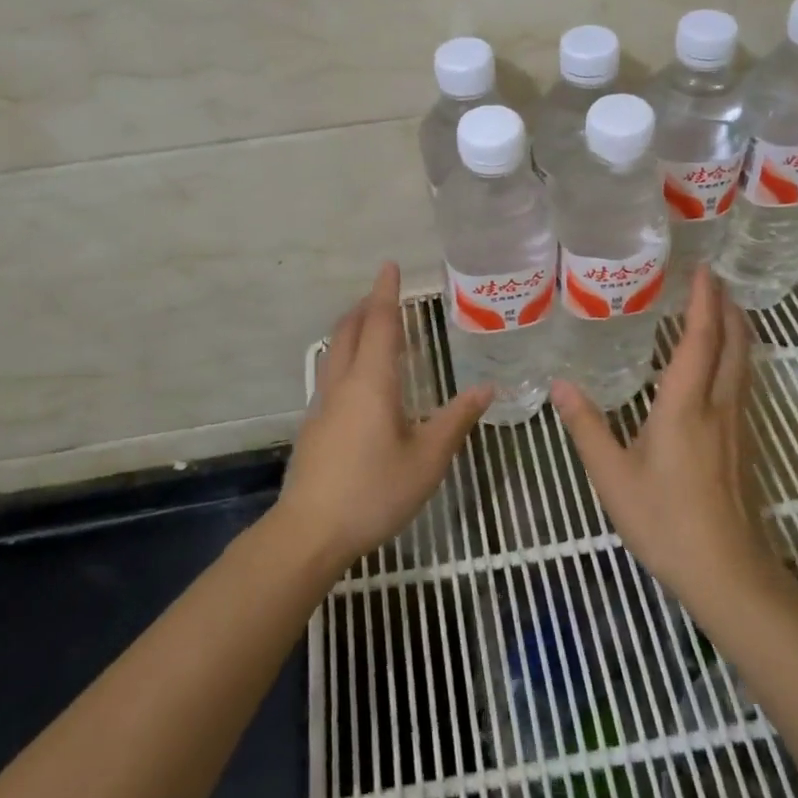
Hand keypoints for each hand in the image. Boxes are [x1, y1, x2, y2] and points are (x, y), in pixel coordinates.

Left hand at [275, 263, 492, 572]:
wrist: (310, 532)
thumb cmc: (374, 491)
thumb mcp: (428, 459)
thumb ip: (456, 421)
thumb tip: (486, 388)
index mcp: (372, 382)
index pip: (380, 323)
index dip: (386, 292)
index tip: (390, 265)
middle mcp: (343, 383)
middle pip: (350, 330)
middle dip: (366, 306)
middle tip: (385, 294)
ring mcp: (323, 404)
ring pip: (335, 350)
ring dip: (353, 329)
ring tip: (373, 327)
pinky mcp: (314, 425)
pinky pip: (332, 372)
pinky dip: (347, 355)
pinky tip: (360, 379)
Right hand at [552, 266, 775, 602]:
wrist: (725, 572)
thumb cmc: (664, 520)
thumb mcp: (612, 475)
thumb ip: (586, 426)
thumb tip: (560, 384)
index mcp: (686, 405)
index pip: (701, 339)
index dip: (704, 301)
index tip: (703, 269)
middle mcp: (718, 406)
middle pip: (734, 344)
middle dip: (727, 308)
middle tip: (713, 280)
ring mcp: (737, 426)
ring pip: (743, 364)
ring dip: (736, 331)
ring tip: (721, 311)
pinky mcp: (742, 445)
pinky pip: (742, 384)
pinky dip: (734, 358)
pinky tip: (718, 368)